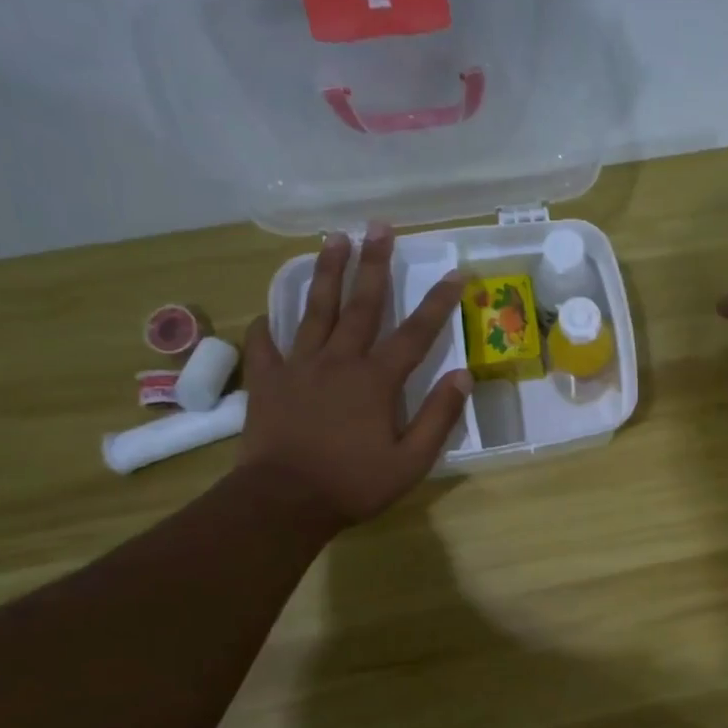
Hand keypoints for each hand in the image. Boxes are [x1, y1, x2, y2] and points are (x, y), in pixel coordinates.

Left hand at [240, 223, 471, 527]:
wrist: (283, 501)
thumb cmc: (353, 484)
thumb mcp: (411, 461)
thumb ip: (438, 417)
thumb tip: (463, 377)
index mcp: (376, 380)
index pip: (415, 333)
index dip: (438, 303)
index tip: (456, 274)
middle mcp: (339, 361)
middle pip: (361, 304)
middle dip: (374, 263)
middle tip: (380, 226)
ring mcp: (298, 367)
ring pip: (314, 310)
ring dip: (326, 272)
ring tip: (333, 239)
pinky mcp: (267, 381)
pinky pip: (265, 344)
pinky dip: (267, 326)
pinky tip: (268, 313)